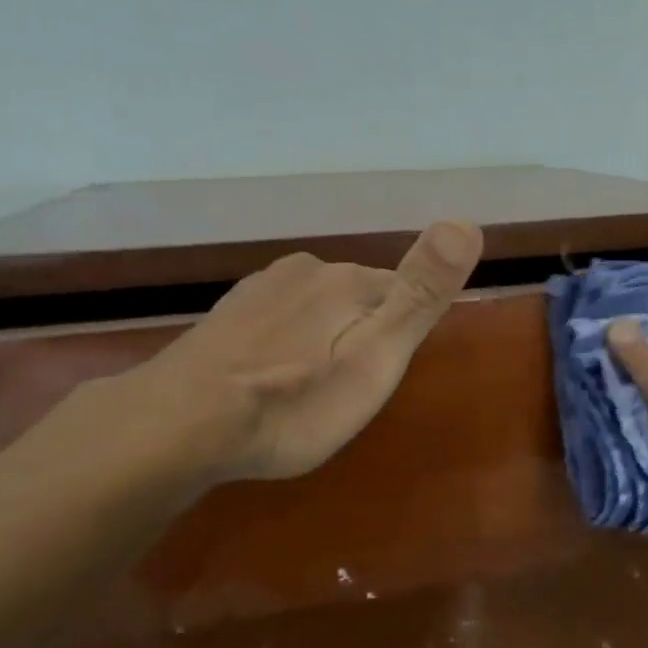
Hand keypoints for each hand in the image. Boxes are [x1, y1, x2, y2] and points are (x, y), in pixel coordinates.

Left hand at [97, 221, 482, 491]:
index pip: (401, 292)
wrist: (181, 424)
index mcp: (348, 281)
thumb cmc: (293, 402)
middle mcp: (305, 271)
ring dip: (323, 339)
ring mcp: (259, 290)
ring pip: (315, 307)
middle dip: (364, 336)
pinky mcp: (226, 315)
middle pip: (359, 298)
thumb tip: (466, 223)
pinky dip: (285, 344)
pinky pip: (277, 321)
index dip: (403, 334)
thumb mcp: (375, 358)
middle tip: (351, 392)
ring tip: (312, 390)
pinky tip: (270, 378)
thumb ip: (420, 294)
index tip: (389, 375)